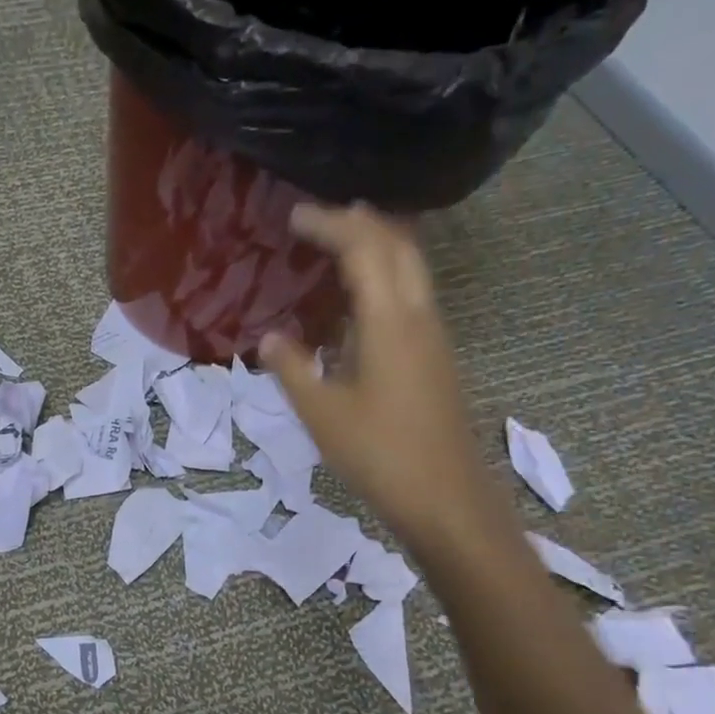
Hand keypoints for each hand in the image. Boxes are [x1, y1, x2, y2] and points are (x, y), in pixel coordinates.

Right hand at [260, 203, 505, 554]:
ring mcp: (433, 336)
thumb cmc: (379, 454)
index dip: (331, 224)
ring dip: (378, 244)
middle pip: (399, 246)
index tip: (294, 215)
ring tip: (339, 242)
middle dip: (361, 222)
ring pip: (411, 267)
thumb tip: (268, 338)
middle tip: (320, 218)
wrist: (445, 498)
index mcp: (390, 322)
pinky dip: (385, 275)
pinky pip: (411, 294)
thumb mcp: (321, 413)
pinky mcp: (435, 357)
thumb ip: (291, 369)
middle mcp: (418, 317)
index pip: (364, 249)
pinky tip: (358, 298)